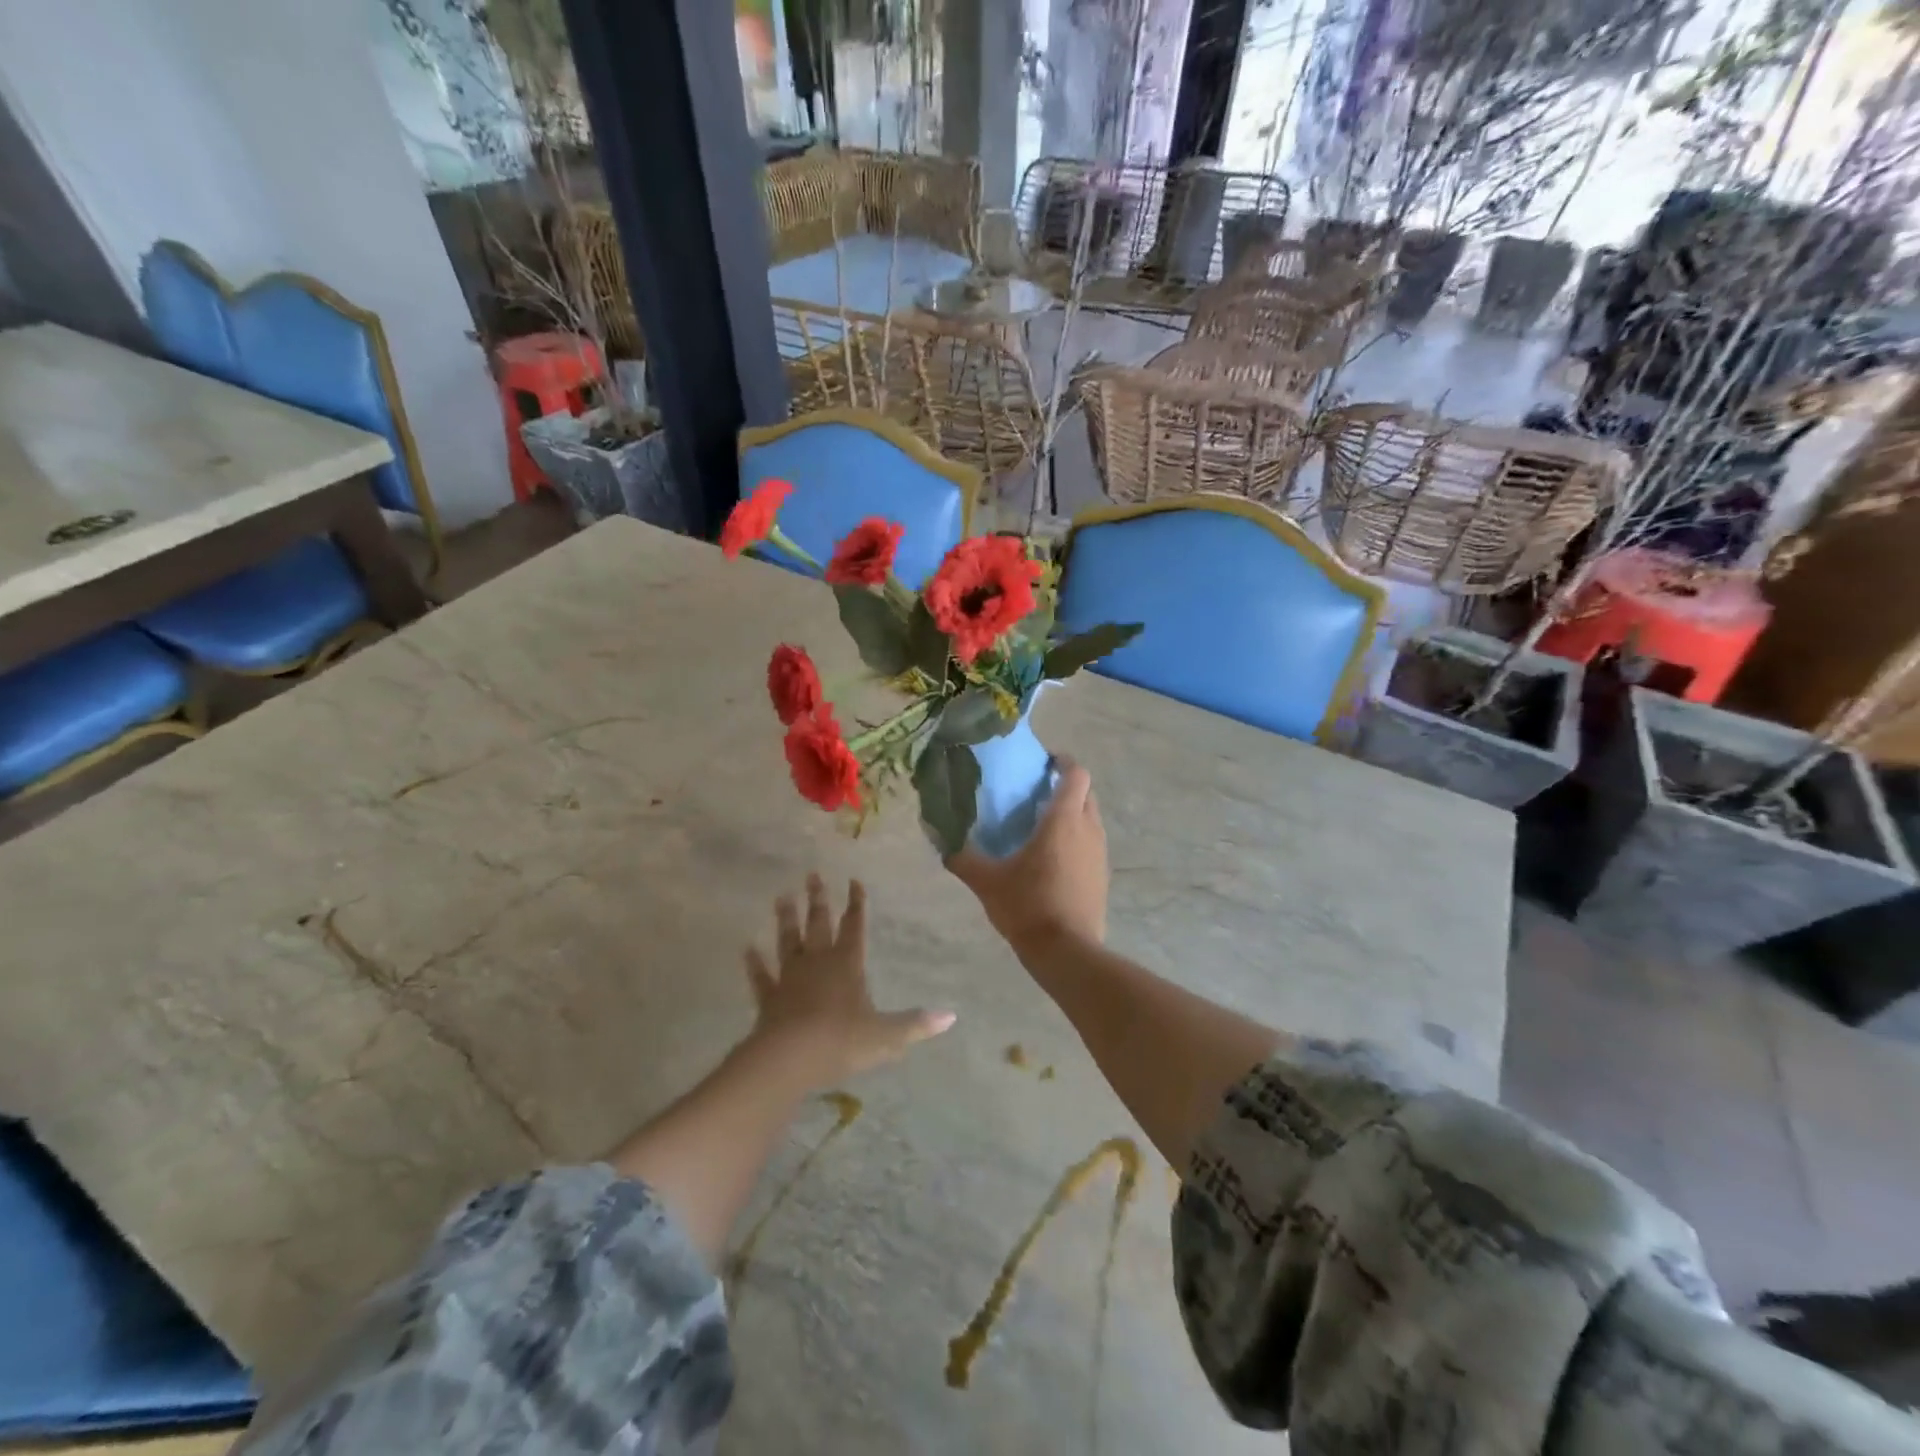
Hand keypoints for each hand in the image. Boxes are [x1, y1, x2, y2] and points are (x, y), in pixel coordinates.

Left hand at [743, 875, 954, 1088]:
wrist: (790, 1058)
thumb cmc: (842, 1041)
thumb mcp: (886, 1036)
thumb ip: (915, 1024)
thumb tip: (951, 1017)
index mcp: (848, 964)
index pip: (854, 927)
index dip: (856, 904)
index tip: (854, 881)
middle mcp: (818, 963)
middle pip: (818, 925)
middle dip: (817, 900)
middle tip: (812, 874)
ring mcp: (791, 978)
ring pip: (788, 941)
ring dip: (786, 919)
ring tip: (782, 896)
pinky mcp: (769, 998)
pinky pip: (761, 976)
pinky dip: (754, 963)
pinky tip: (747, 949)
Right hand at [948, 760, 1107, 953]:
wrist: (1066, 951)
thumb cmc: (1027, 905)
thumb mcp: (987, 882)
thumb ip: (963, 859)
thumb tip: (944, 844)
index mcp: (1063, 820)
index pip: (1076, 774)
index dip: (1063, 762)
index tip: (1045, 762)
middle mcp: (1088, 829)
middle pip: (1086, 794)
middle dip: (1067, 787)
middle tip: (1038, 794)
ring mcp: (1099, 854)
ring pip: (1091, 820)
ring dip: (1073, 815)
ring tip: (1043, 827)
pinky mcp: (1102, 876)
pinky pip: (1091, 845)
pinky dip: (1077, 841)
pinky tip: (1053, 860)